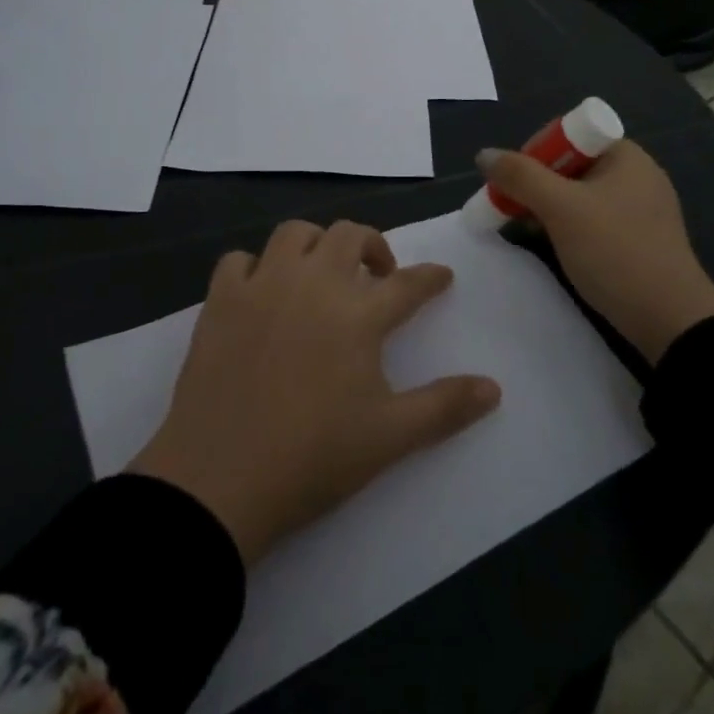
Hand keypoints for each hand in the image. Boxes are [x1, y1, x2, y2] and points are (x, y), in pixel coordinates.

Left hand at [129, 220, 502, 563]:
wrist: (219, 480)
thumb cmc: (313, 458)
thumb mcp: (390, 437)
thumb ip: (445, 406)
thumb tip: (494, 388)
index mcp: (357, 314)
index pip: (408, 283)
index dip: (431, 277)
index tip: (442, 276)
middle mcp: (312, 284)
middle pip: (349, 236)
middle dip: (373, 245)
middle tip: (379, 275)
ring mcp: (262, 286)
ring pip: (294, 234)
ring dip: (316, 243)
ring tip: (322, 272)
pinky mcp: (220, 300)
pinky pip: (239, 260)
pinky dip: (255, 266)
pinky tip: (262, 291)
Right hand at [479, 140, 713, 361]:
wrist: (671, 320)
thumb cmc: (615, 252)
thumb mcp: (561, 209)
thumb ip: (520, 177)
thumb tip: (484, 154)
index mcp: (624, 155)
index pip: (566, 135)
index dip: (533, 154)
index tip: (511, 184)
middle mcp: (635, 174)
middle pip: (570, 165)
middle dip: (535, 184)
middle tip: (509, 209)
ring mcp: (639, 208)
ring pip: (578, 195)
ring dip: (547, 208)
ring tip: (523, 229)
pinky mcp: (638, 239)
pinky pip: (592, 220)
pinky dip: (567, 227)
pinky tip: (552, 247)